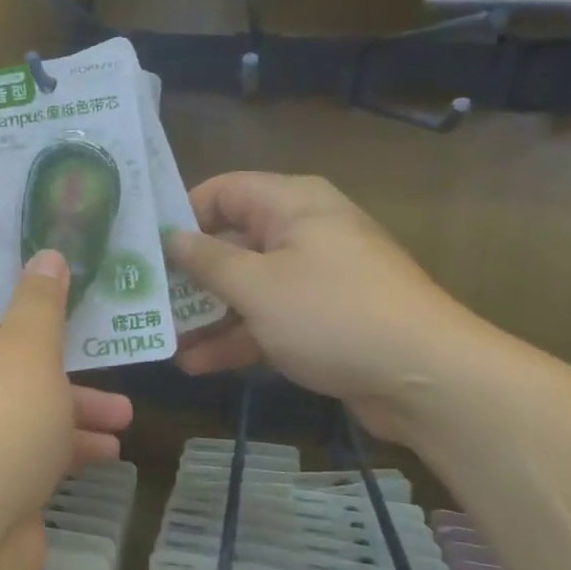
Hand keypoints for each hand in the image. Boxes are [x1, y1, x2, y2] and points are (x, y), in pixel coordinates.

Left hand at [0, 250, 133, 556]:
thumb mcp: (30, 349)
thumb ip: (42, 301)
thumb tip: (46, 254)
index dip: (28, 284)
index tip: (76, 285)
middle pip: (12, 348)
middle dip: (67, 355)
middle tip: (111, 348)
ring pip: (27, 399)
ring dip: (76, 405)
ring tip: (126, 416)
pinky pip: (27, 443)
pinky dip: (63, 444)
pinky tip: (108, 452)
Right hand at [163, 172, 484, 441]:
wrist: (427, 378)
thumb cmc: (332, 314)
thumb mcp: (257, 285)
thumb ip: (207, 260)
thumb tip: (171, 238)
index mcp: (292, 204)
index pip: (222, 191)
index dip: (181, 215)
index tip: (143, 249)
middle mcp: (303, 231)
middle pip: (231, 242)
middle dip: (188, 275)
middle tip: (144, 300)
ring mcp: (315, 278)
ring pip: (248, 286)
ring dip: (207, 314)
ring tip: (163, 340)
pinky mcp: (323, 319)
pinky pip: (269, 318)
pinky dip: (237, 337)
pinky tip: (197, 365)